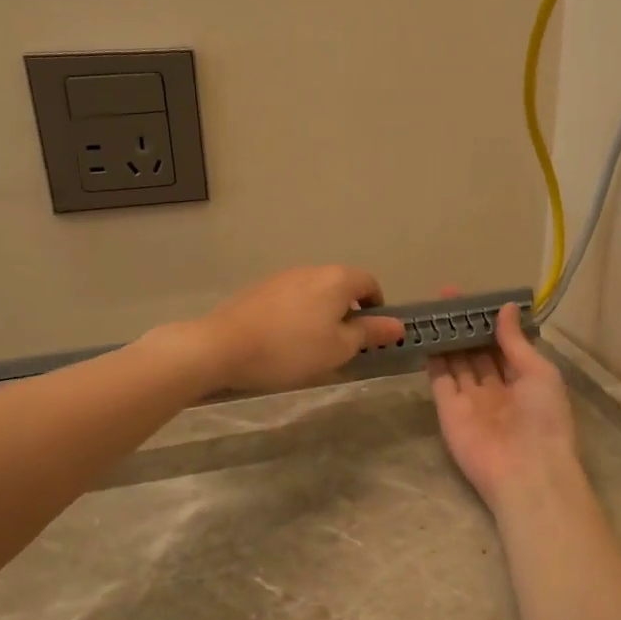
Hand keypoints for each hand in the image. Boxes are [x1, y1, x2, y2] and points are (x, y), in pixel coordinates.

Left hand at [191, 266, 404, 392]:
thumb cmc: (292, 349)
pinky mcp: (260, 289)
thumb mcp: (338, 348)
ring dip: (322, 315)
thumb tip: (397, 325)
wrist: (223, 346)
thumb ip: (369, 333)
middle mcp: (312, 269)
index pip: (370, 284)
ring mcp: (283, 277)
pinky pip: (292, 300)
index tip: (371, 335)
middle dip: (348, 313)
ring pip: (315, 293)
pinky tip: (285, 342)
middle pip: (341, 286)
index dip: (377, 308)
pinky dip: (298, 316)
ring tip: (312, 348)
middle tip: (343, 346)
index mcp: (337, 279)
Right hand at [427, 299, 579, 514]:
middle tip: (446, 296)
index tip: (475, 297)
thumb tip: (505, 308)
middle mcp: (497, 389)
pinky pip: (440, 380)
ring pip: (457, 362)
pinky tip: (424, 334)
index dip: (489, 321)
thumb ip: (516, 342)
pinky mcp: (449, 410)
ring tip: (433, 309)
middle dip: (465, 326)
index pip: (503, 345)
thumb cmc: (543, 419)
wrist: (525, 471)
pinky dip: (433, 358)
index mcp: (524, 381)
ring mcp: (471, 400)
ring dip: (447, 338)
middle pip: (477, 352)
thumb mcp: (539, 372)